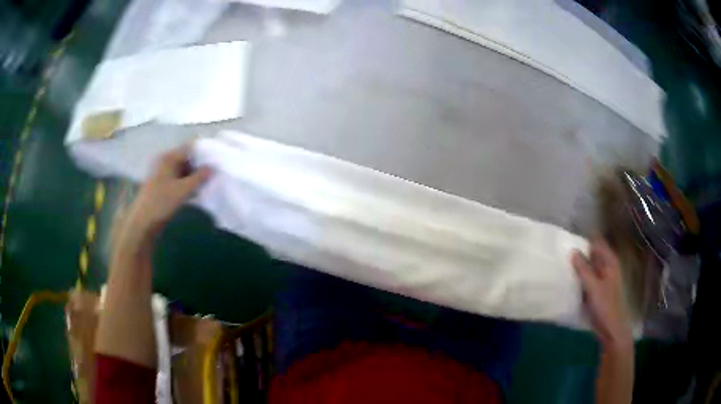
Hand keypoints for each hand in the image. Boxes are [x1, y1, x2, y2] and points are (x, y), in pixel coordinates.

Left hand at [119, 147, 211, 253]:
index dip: (204, 152)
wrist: (143, 222)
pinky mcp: (163, 186)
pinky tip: (197, 193)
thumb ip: (199, 177)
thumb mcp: (183, 189)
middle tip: (215, 174)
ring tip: (208, 184)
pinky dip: (188, 185)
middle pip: (187, 159)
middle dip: (200, 166)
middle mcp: (165, 162)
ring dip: (195, 177)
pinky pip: (179, 180)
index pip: (190, 148)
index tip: (217, 160)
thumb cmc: (161, 202)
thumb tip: (212, 168)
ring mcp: (163, 174)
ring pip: (184, 171)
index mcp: (169, 157)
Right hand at [572, 239, 632, 351]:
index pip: (596, 242)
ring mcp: (601, 278)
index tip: (569, 240)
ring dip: (578, 266)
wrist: (610, 328)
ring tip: (562, 264)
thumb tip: (572, 251)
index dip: (585, 240)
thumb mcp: (593, 287)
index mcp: (609, 261)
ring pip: (588, 267)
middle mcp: (606, 266)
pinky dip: (579, 277)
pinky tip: (568, 279)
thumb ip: (583, 269)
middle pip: (592, 254)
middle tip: (562, 252)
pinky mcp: (596, 289)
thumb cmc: (605, 305)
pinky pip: (586, 278)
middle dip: (579, 253)